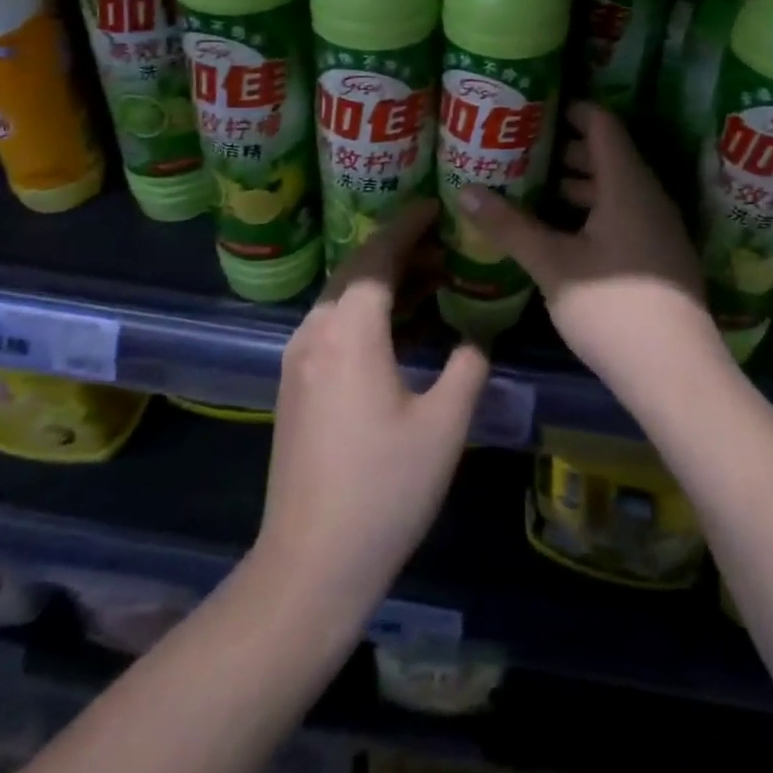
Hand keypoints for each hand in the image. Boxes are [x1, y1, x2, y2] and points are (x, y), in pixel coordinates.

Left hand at [256, 198, 487, 614]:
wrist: (309, 566)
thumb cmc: (384, 491)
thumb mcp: (444, 425)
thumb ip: (468, 366)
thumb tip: (475, 336)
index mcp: (349, 333)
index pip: (377, 256)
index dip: (408, 225)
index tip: (437, 205)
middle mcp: (315, 333)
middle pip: (356, 270)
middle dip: (398, 248)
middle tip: (444, 240)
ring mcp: (299, 360)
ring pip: (343, 297)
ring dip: (384, 280)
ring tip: (432, 276)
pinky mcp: (297, 385)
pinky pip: (334, 325)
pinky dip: (369, 310)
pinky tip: (403, 325)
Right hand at [457, 103, 723, 397]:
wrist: (676, 374)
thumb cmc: (612, 308)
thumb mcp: (553, 265)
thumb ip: (511, 226)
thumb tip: (465, 191)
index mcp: (627, 185)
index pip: (603, 125)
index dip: (572, 110)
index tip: (535, 109)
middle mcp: (648, 197)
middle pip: (609, 155)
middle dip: (566, 149)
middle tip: (522, 149)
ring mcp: (658, 228)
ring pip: (615, 189)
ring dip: (578, 183)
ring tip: (535, 188)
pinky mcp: (658, 256)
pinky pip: (623, 214)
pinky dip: (592, 210)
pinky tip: (562, 232)